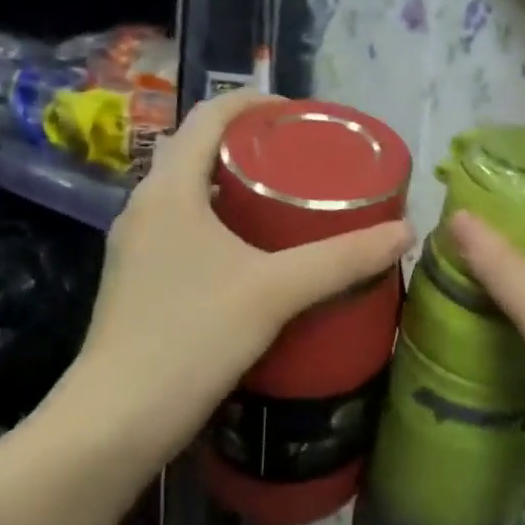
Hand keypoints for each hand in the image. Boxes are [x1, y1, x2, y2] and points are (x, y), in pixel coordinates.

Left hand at [63, 90, 412, 460]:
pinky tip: (264, 260)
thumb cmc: (191, 336)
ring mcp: (139, 250)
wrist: (118, 420)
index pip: (208, 117)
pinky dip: (228, 229)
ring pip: (195, 199)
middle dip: (254, 149)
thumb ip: (342, 259)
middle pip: (201, 155)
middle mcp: (145, 210)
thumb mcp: (276, 291)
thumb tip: (406, 232)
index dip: (254, 104)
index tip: (302, 114)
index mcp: (168, 190)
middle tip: (310, 162)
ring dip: (240, 192)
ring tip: (295, 205)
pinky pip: (190, 235)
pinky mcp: (144, 285)